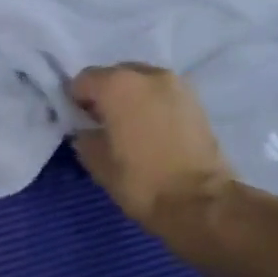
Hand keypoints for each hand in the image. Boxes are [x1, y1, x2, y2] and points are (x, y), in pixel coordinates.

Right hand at [70, 64, 235, 232]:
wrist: (201, 201)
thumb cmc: (141, 180)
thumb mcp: (97, 163)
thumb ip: (85, 137)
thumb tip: (87, 130)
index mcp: (117, 85)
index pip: (83, 80)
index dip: (76, 100)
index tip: (79, 121)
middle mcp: (147, 75)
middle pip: (114, 75)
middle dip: (106, 95)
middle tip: (104, 124)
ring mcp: (177, 85)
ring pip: (141, 83)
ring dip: (131, 99)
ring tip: (131, 128)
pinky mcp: (197, 101)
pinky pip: (163, 95)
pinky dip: (153, 106)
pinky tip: (152, 131)